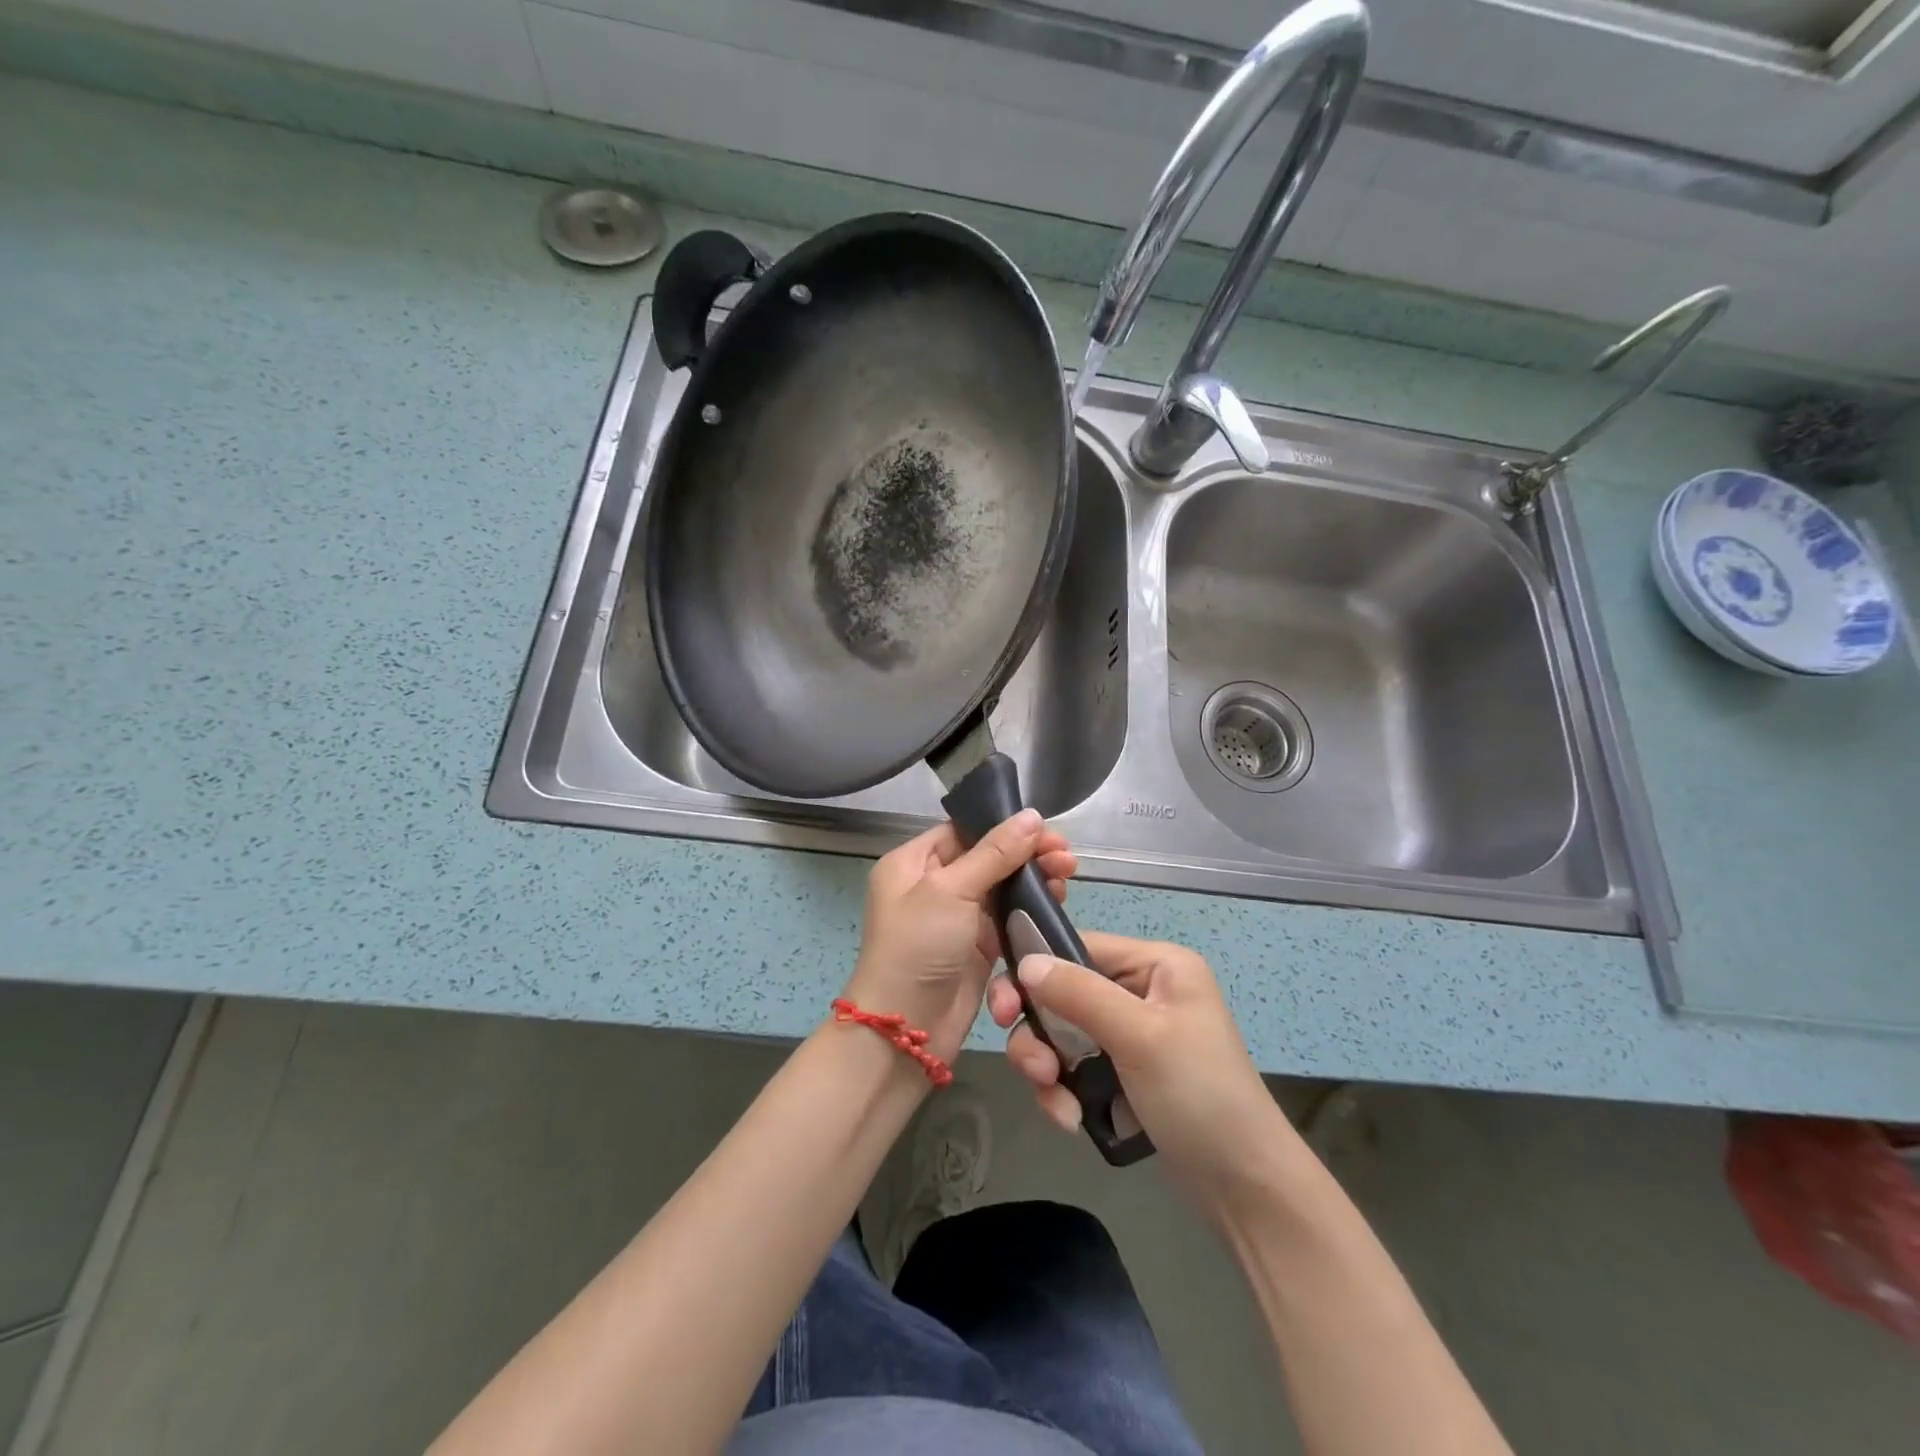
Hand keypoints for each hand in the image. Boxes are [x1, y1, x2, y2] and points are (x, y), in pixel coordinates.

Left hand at [842, 809, 1076, 1065]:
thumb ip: (995, 853)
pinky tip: (1058, 902)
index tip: (1046, 830)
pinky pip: (1008, 918)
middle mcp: (932, 885)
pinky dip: (1031, 909)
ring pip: (1002, 888)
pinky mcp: (977, 947)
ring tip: (1068, 875)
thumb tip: (1032, 815)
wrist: (906, 1030)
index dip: (1004, 828)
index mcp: (912, 863)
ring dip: (1034, 880)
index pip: (964, 831)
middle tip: (1067, 856)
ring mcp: (956, 918)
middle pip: (988, 858)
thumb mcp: (951, 891)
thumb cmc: (918, 947)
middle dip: (1027, 854)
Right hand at [987, 932, 1292, 1209]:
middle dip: (1040, 1031)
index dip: (1037, 971)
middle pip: (1064, 993)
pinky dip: (1064, 1091)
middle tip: (1031, 1066)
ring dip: (1049, 1067)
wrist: (1246, 1188)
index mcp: (1156, 965)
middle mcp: (1142, 990)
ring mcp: (1131, 1034)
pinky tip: (1070, 1119)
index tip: (1004, 1008)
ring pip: (1062, 1033)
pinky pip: (1074, 1067)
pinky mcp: (1123, 1073)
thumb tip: (1025, 961)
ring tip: (1056, 1102)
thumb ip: (1079, 993)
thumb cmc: (1199, 1095)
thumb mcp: (1139, 1036)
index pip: (1079, 947)